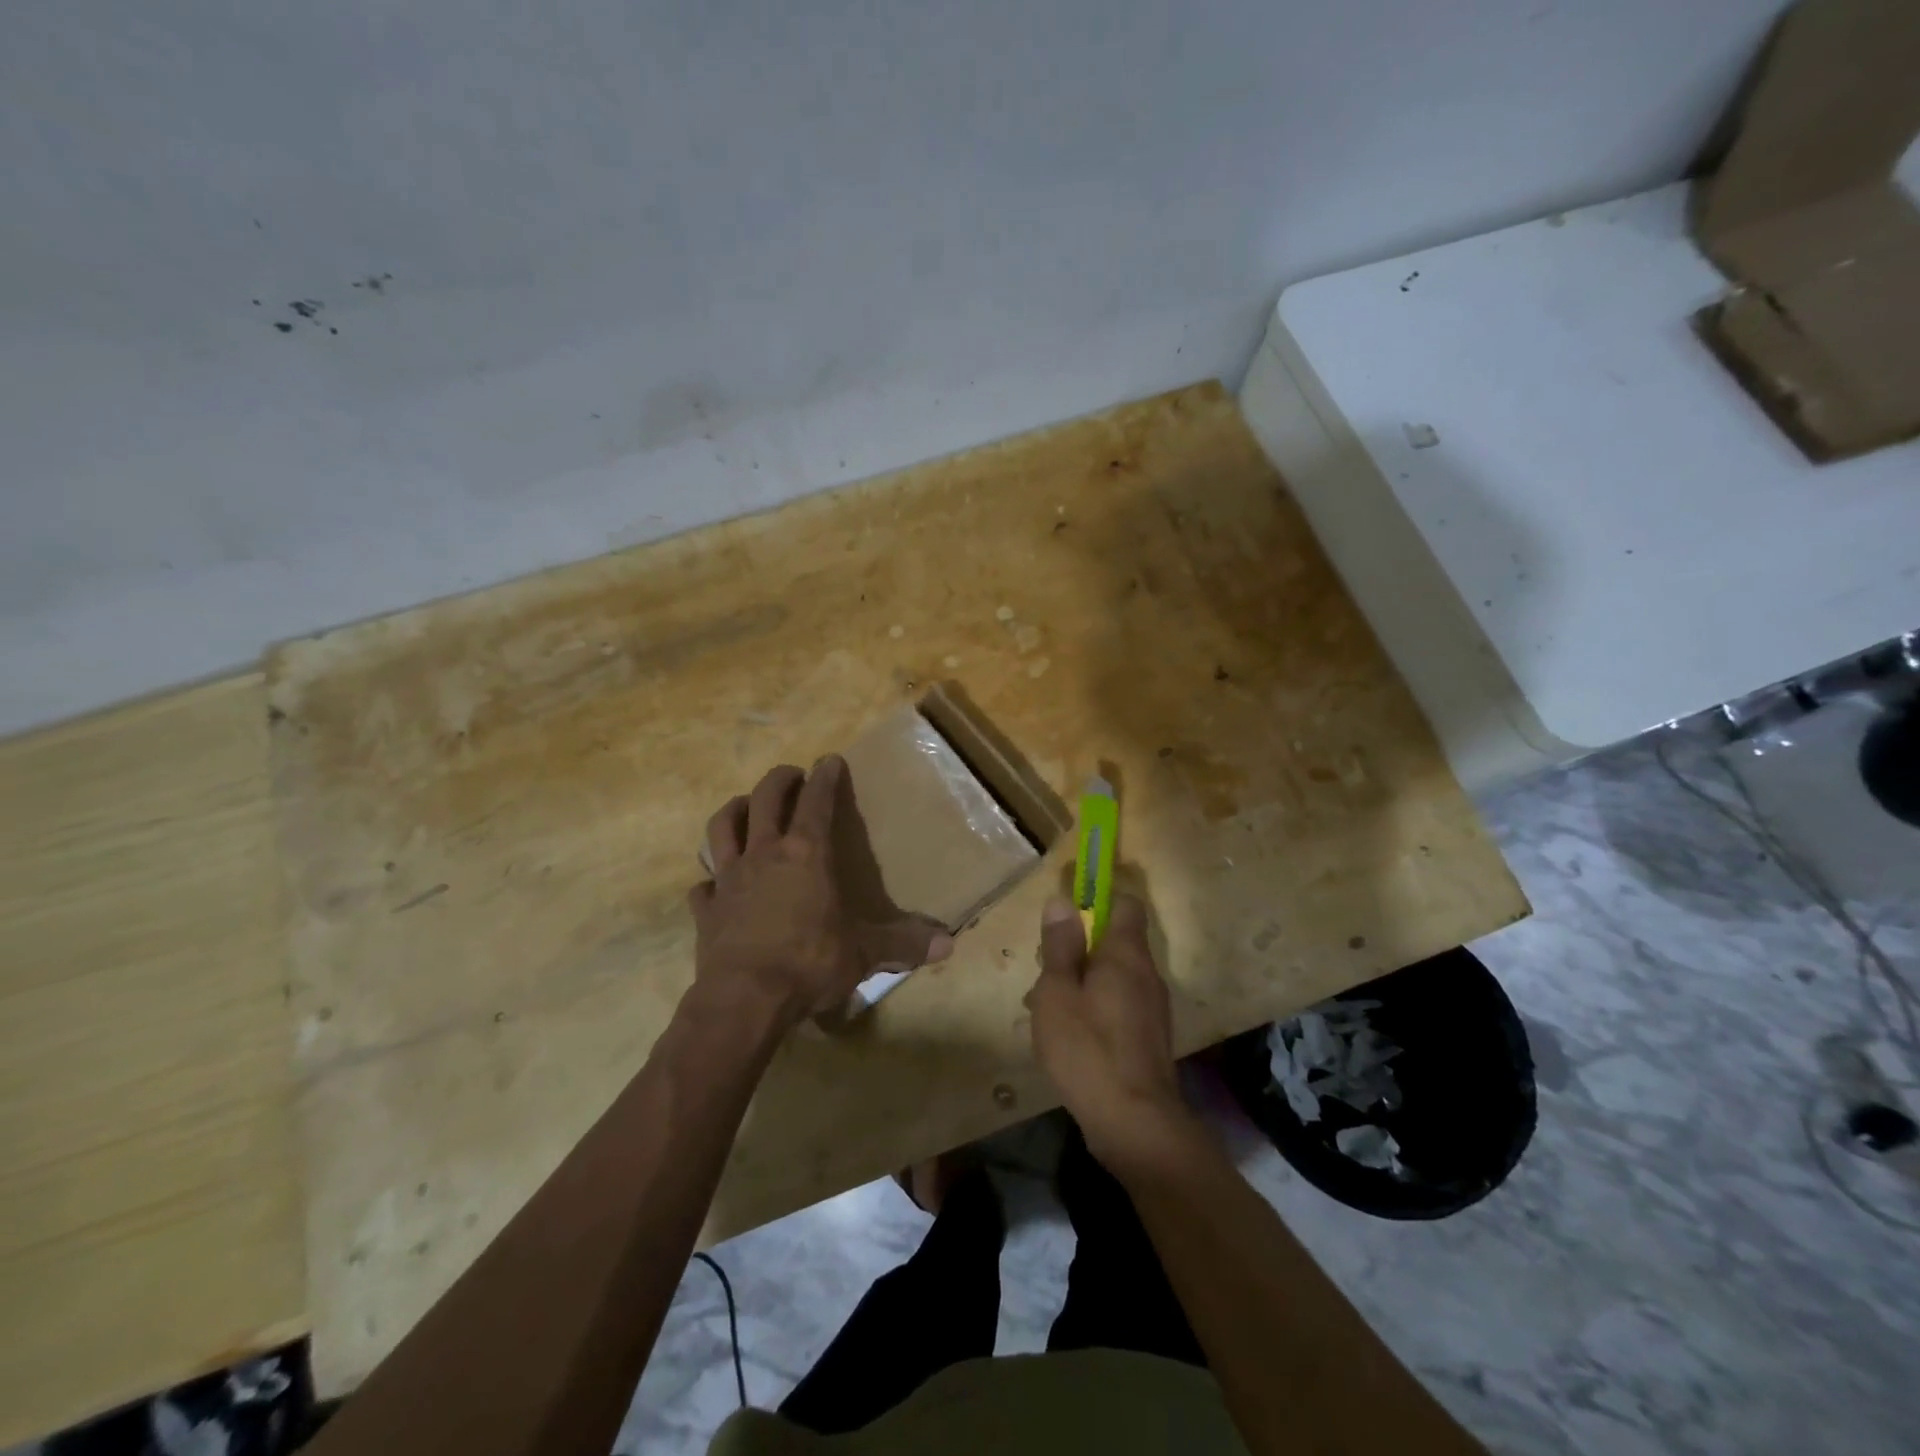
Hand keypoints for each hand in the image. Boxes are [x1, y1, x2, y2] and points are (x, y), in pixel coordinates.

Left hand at [688, 757, 953, 1026]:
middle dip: (780, 780)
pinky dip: (709, 880)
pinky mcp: (706, 909)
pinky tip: (714, 884)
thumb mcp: (863, 954)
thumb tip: (949, 945)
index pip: (817, 802)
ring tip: (746, 807)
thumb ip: (903, 945)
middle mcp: (765, 855)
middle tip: (792, 775)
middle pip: (766, 799)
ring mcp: (729, 879)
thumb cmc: (809, 964)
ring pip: (723, 828)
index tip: (829, 760)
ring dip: (735, 810)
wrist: (745, 1000)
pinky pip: (703, 885)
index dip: (825, 778)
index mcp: (806, 855)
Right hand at [1028, 893, 1187, 1168]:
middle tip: (1045, 972)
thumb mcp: (1057, 992)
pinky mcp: (1150, 1038)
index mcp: (1125, 954)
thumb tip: (1062, 901)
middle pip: (1115, 942)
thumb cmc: (1087, 1049)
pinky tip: (1070, 1036)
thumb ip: (1060, 946)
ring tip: (1048, 1009)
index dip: (1098, 900)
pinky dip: (1096, 1008)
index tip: (1068, 914)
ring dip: (1083, 982)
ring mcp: (1153, 1008)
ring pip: (1115, 976)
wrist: (1135, 1123)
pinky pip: (1120, 1005)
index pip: (1125, 904)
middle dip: (1079, 949)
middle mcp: (1147, 974)